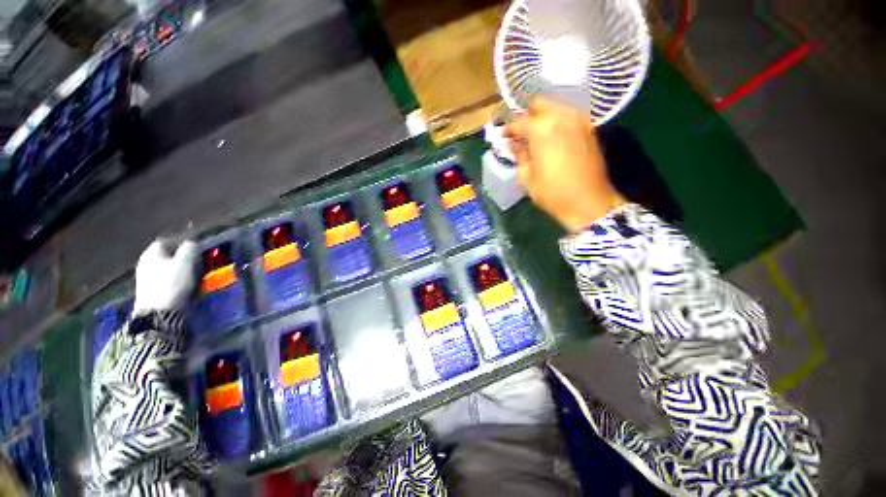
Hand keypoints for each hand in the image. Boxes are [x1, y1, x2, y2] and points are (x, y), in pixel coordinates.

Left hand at [133, 239, 198, 314]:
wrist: (159, 313)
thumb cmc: (171, 283)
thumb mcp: (185, 262)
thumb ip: (189, 249)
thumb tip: (192, 242)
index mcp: (151, 253)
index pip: (166, 241)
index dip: (182, 242)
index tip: (196, 247)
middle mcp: (145, 263)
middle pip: (167, 256)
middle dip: (182, 257)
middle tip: (198, 260)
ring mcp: (146, 278)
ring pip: (167, 268)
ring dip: (181, 269)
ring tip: (196, 273)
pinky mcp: (151, 291)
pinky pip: (167, 280)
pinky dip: (178, 280)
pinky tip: (187, 285)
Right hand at [503, 97, 625, 231]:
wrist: (589, 203)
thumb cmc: (553, 193)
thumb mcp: (527, 178)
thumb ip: (519, 156)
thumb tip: (511, 145)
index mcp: (541, 130)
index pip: (519, 122)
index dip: (508, 129)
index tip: (502, 136)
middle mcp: (561, 117)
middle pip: (540, 104)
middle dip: (527, 115)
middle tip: (519, 132)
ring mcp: (579, 121)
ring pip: (556, 107)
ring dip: (543, 117)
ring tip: (534, 135)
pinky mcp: (589, 129)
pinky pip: (569, 116)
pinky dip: (557, 122)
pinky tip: (552, 138)